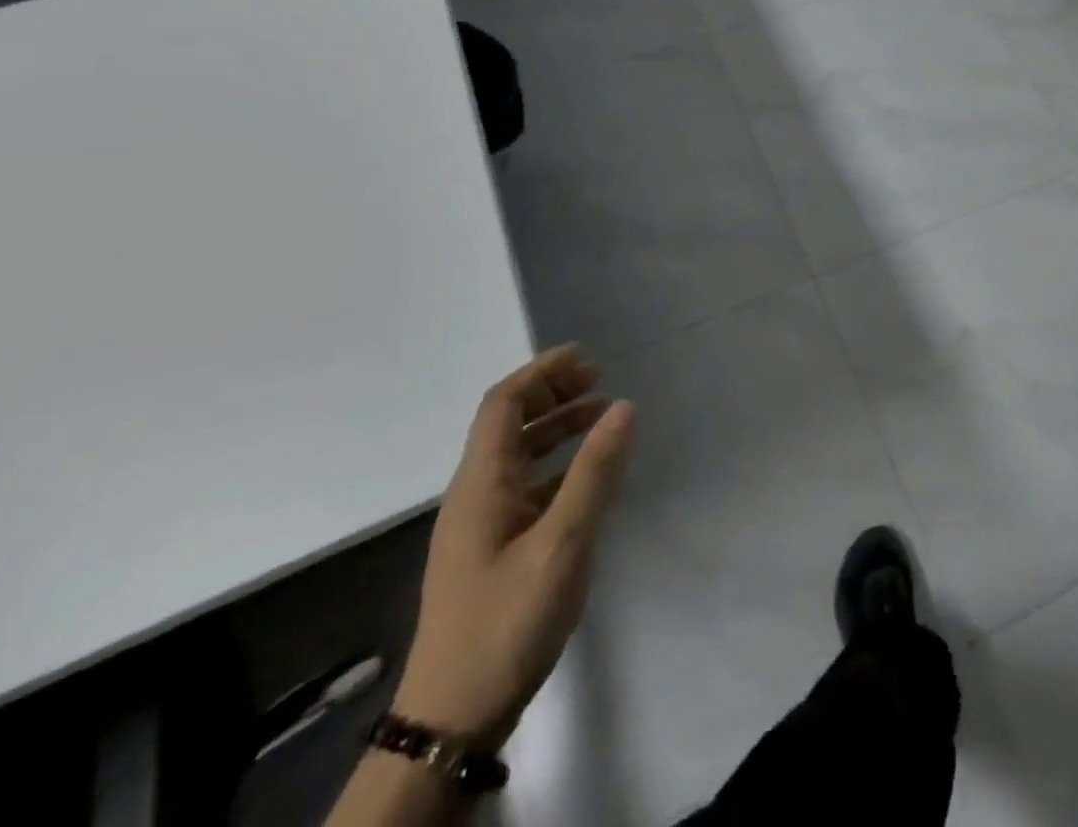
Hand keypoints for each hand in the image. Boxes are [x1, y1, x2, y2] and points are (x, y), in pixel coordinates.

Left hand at [392, 346, 634, 752]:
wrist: (453, 718)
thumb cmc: (507, 622)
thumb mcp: (561, 544)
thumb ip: (594, 472)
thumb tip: (624, 406)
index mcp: (481, 483)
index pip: (503, 404)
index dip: (541, 373)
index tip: (585, 358)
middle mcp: (475, 494)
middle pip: (509, 424)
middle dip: (552, 394)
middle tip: (600, 383)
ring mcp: (482, 525)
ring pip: (519, 456)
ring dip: (557, 428)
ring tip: (602, 418)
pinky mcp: (493, 551)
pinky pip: (527, 487)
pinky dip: (558, 466)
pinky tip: (589, 478)